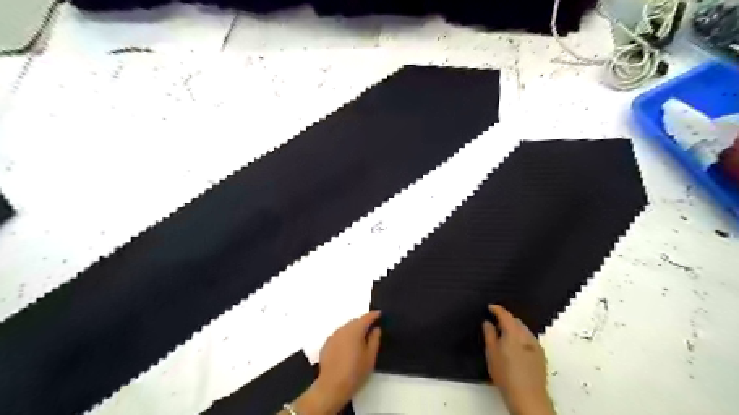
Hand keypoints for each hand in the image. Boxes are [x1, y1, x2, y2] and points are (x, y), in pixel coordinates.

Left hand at [313, 309, 380, 409]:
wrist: (331, 387)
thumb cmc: (355, 372)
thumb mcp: (370, 357)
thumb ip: (374, 340)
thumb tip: (376, 329)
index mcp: (355, 330)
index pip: (366, 318)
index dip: (374, 315)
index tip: (380, 314)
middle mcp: (342, 329)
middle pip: (355, 322)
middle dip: (363, 323)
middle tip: (371, 330)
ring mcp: (333, 336)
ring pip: (346, 329)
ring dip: (353, 331)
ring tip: (360, 341)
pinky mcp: (326, 345)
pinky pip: (339, 336)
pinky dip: (345, 338)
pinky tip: (348, 349)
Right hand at [486, 305, 554, 414]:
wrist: (528, 397)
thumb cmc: (506, 374)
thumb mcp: (491, 353)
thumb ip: (489, 334)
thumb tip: (488, 322)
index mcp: (514, 332)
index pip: (505, 314)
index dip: (496, 309)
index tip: (489, 307)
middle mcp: (527, 335)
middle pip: (516, 321)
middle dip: (506, 319)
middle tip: (494, 323)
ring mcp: (536, 346)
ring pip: (523, 330)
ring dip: (514, 329)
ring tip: (503, 336)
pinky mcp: (541, 356)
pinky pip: (528, 340)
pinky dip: (520, 338)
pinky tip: (514, 348)